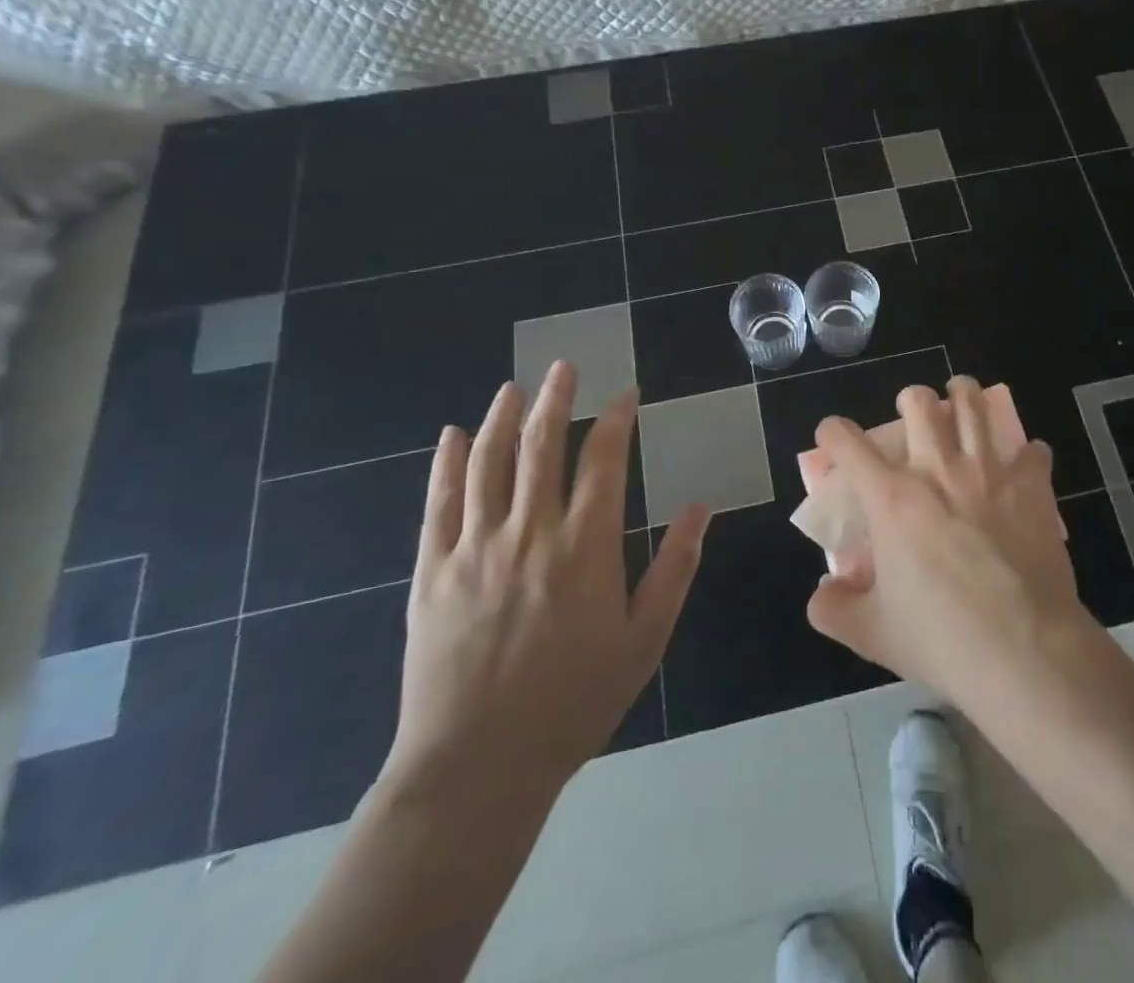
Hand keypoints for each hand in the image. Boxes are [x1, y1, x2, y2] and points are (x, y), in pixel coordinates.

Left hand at [379, 365, 709, 818]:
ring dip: (500, 418)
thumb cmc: (573, 703)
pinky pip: (438, 503)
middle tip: (564, 366)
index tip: (625, 395)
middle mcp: (529, 533)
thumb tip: (703, 508)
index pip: (603, 460)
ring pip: (486, 463)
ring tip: (514, 388)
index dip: (615, 419)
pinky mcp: (431, 572)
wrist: (476, 768)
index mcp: (584, 547)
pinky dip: (444, 464)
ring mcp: (474, 548)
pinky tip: (450, 436)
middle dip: (555, 399)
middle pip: (540, 446)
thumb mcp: (644, 640)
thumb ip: (675, 568)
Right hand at [805, 375, 1092, 705]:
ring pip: (975, 405)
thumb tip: (821, 594)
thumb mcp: (872, 633)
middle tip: (914, 414)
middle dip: (911, 399)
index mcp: (892, 499)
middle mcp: (938, 470)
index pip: (848, 443)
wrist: (1023, 651)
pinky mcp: (1032, 486)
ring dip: (965, 397)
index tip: (832, 435)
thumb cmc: (941, 639)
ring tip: (963, 400)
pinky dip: (1026, 453)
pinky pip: (1033, 450)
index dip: (833, 432)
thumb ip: (834, 609)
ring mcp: (989, 472)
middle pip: (919, 402)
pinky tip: (1023, 465)